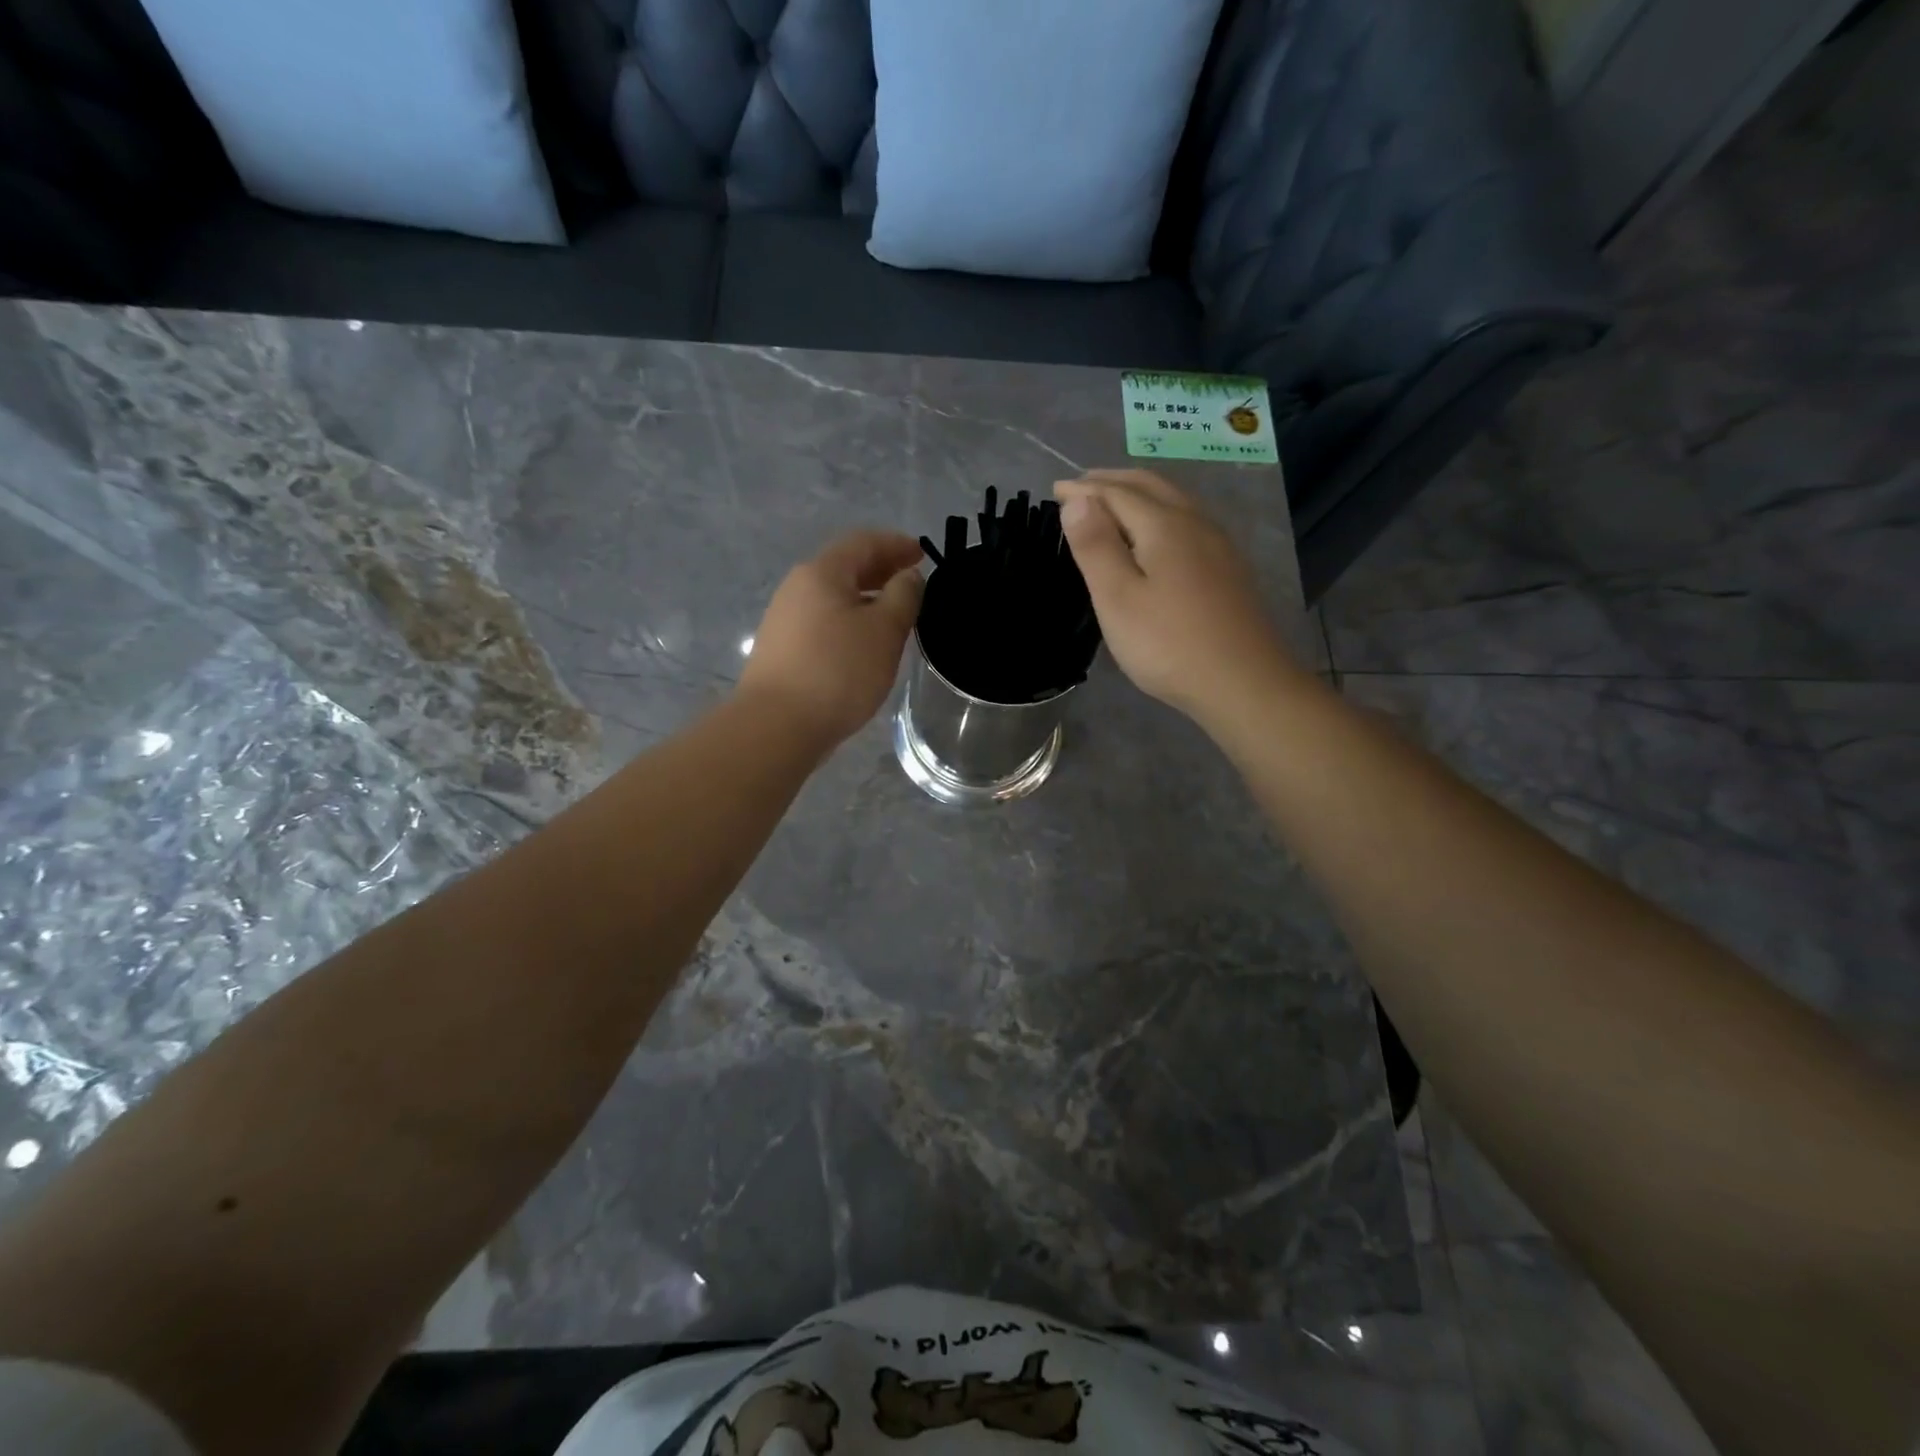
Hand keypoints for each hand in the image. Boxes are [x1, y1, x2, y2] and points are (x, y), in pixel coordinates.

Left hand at [738, 530, 923, 748]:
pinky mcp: (782, 650)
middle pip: (845, 567)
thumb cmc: (838, 671)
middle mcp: (797, 588)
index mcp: (822, 572)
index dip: (896, 544)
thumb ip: (903, 596)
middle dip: (881, 570)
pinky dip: (850, 621)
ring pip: (833, 597)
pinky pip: (823, 622)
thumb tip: (907, 577)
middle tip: (913, 583)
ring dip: (866, 598)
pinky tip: (864, 645)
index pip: (863, 542)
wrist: (777, 726)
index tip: (923, 554)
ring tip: (894, 616)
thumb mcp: (884, 631)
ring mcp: (784, 620)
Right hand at [1056, 470, 1301, 725]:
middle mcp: (1194, 522)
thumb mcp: (1118, 599)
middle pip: (1149, 486)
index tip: (1055, 489)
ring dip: (1138, 493)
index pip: (1116, 493)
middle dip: (1112, 481)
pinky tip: (1156, 535)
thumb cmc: (1168, 644)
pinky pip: (1187, 520)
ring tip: (1113, 503)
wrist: (1243, 682)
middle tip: (1081, 487)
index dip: (1083, 489)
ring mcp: (1217, 544)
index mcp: (1163, 525)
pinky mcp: (1228, 567)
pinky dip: (1159, 512)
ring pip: (1173, 500)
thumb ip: (1096, 546)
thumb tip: (1078, 500)